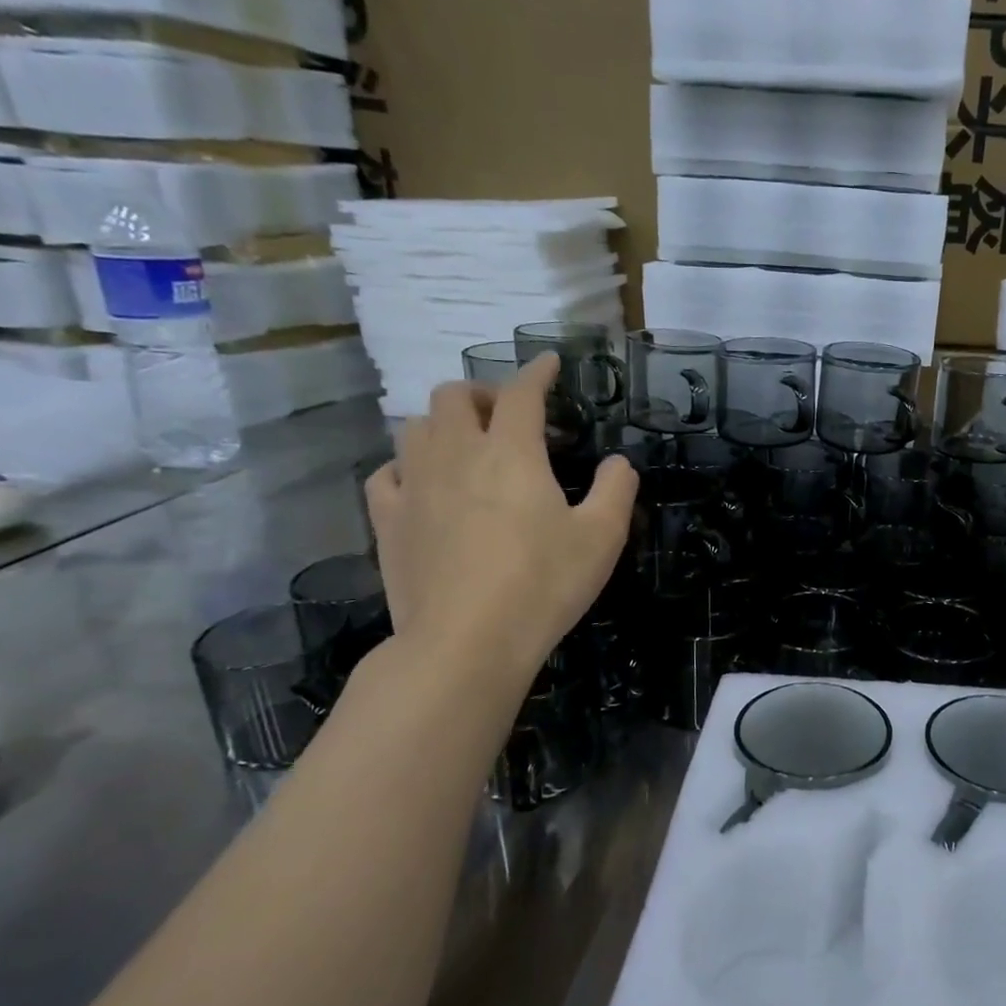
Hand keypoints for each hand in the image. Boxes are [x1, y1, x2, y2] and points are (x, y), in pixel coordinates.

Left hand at [363, 357, 635, 689]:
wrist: (466, 643)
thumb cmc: (543, 585)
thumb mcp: (602, 537)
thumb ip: (616, 490)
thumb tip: (618, 463)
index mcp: (512, 453)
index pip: (522, 392)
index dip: (537, 372)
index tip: (549, 363)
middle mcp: (457, 455)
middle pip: (453, 396)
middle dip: (482, 393)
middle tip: (507, 417)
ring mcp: (415, 486)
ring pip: (415, 427)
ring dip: (443, 424)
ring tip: (467, 445)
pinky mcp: (389, 521)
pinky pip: (386, 473)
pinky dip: (407, 466)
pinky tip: (423, 484)